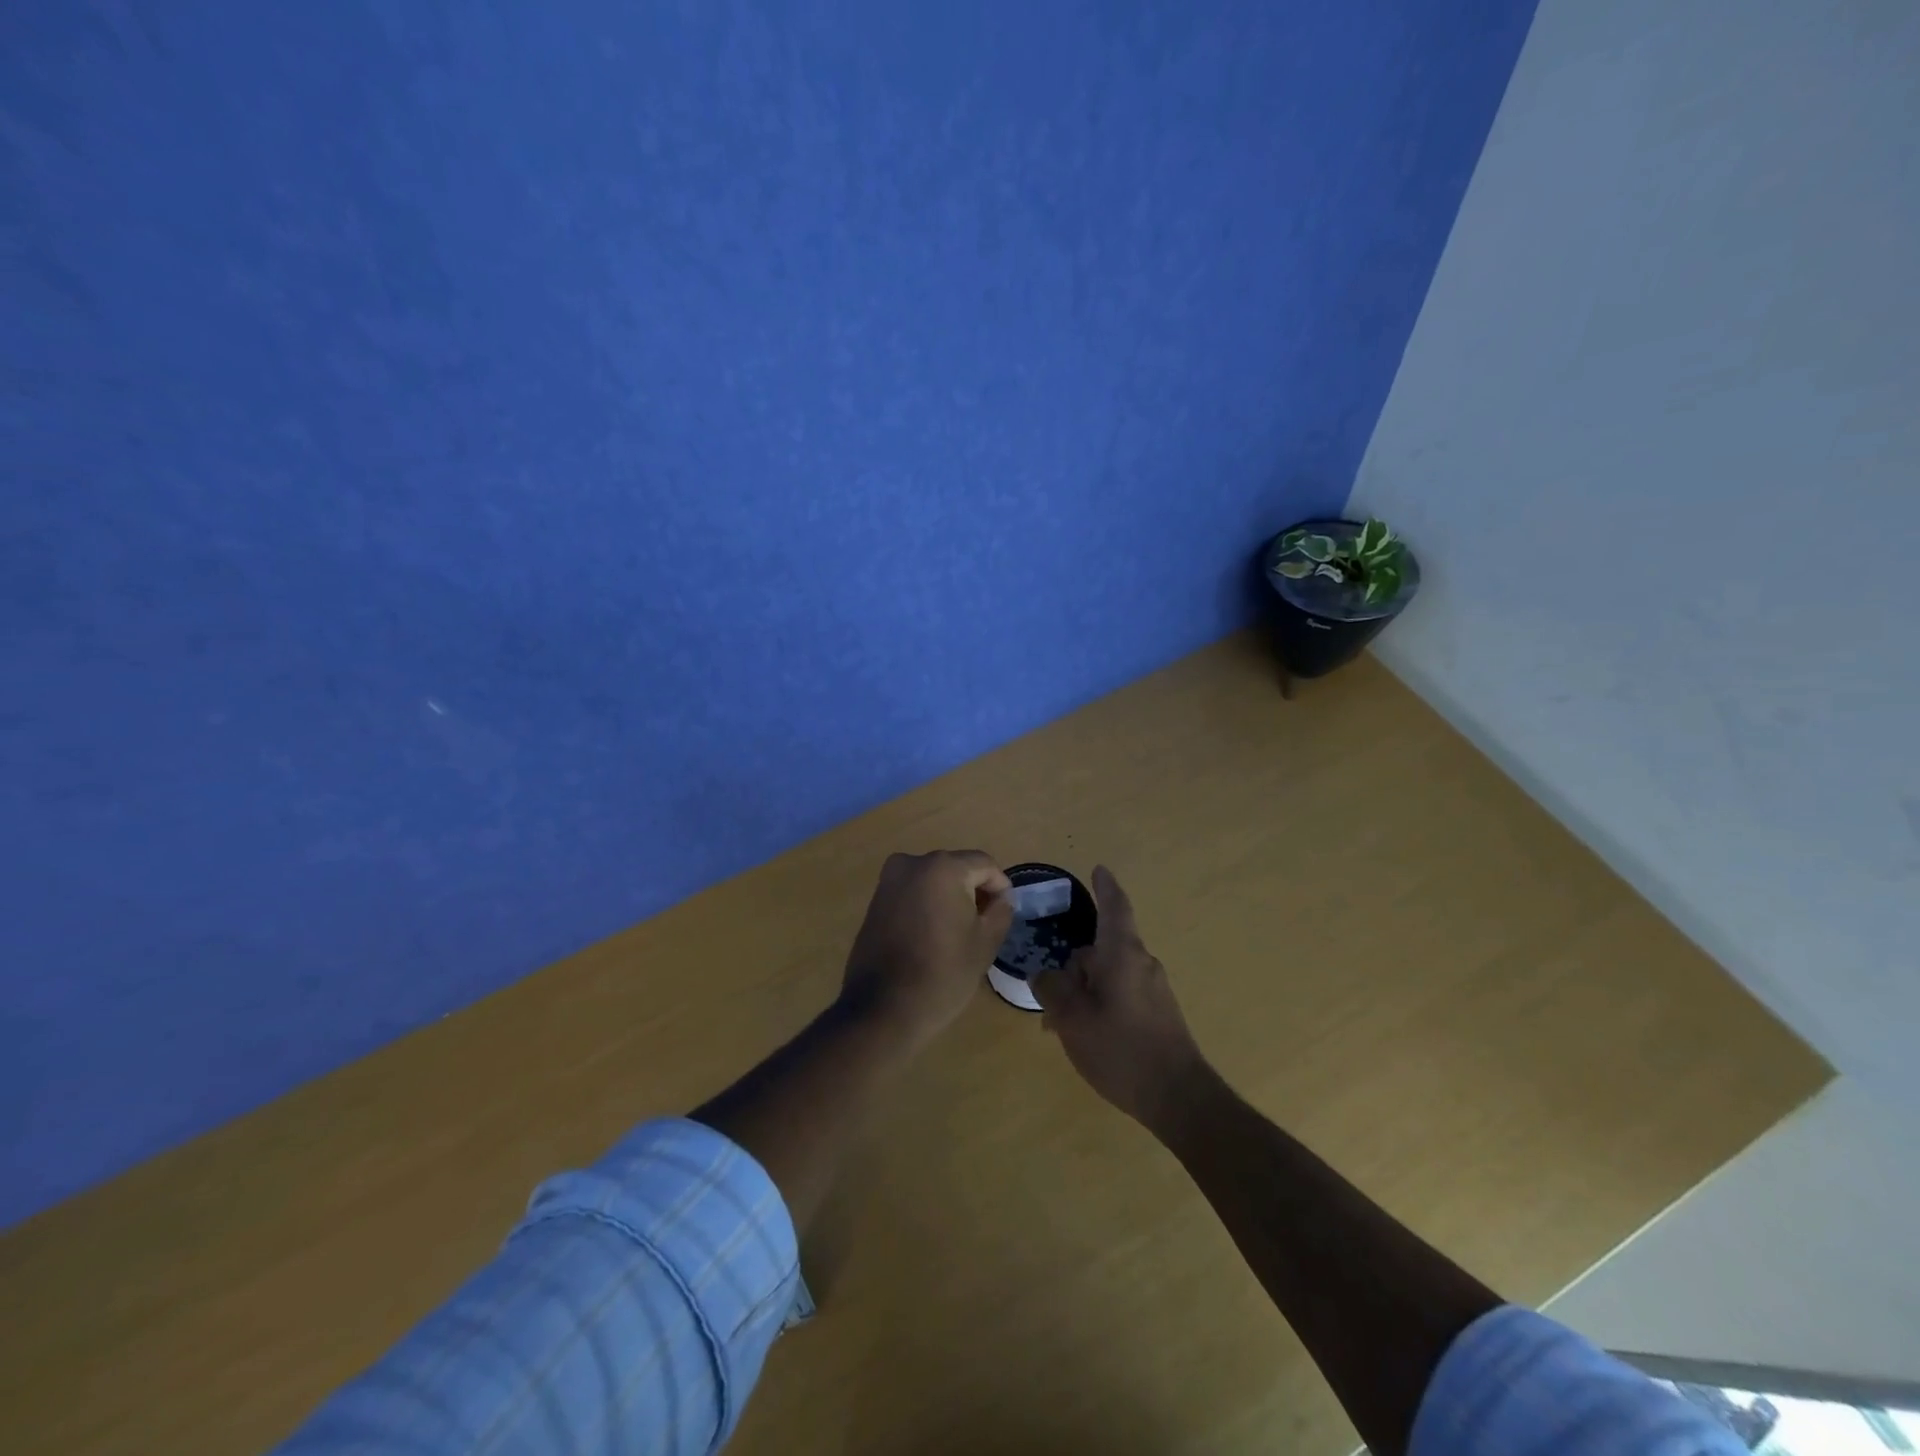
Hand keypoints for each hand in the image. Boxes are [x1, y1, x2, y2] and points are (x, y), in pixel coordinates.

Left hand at [839, 850, 1012, 1050]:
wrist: (883, 1008)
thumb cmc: (943, 973)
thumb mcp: (985, 942)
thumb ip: (1001, 910)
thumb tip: (1001, 897)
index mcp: (943, 867)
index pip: (984, 865)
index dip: (1000, 887)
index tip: (1004, 914)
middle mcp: (912, 863)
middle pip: (957, 868)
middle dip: (974, 891)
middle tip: (985, 924)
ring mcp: (889, 880)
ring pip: (933, 879)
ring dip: (950, 898)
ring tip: (959, 932)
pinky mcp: (875, 900)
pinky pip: (912, 892)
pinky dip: (927, 905)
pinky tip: (932, 935)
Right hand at [1031, 865, 1207, 1128]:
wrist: (1179, 1098)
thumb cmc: (1121, 1050)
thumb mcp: (1072, 1018)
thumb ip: (1052, 989)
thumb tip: (1044, 975)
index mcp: (1123, 954)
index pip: (1114, 908)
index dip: (1105, 887)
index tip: (1099, 869)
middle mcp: (1142, 963)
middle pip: (1100, 949)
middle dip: (1073, 970)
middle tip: (1048, 1003)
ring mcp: (1153, 989)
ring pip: (1108, 976)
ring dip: (1083, 992)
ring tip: (1061, 1028)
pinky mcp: (1159, 1013)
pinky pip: (1121, 994)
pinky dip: (1099, 1005)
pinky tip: (1087, 1037)